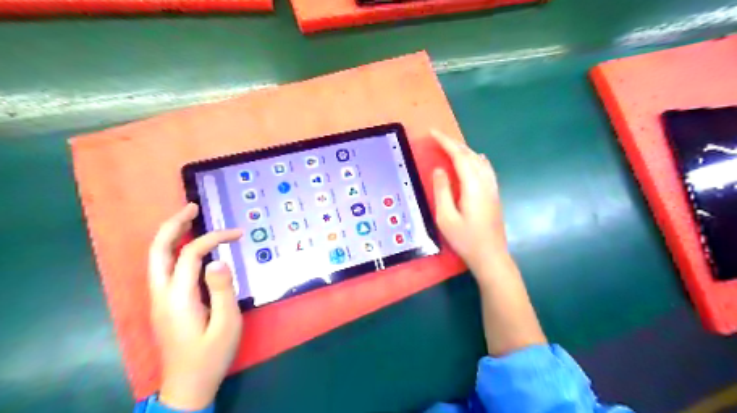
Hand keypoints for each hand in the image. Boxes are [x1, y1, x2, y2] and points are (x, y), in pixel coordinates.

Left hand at [148, 204, 243, 409]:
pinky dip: (174, 250)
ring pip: (156, 258)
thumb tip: (219, 260)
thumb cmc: (211, 355)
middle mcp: (161, 294)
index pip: (191, 254)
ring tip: (190, 219)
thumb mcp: (227, 324)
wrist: (187, 386)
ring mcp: (159, 300)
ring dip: (171, 236)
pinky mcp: (164, 305)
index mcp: (178, 298)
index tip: (238, 234)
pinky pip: (164, 268)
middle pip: (158, 250)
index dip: (214, 238)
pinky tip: (189, 248)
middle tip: (192, 208)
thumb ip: (223, 290)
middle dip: (173, 225)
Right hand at [430, 129, 509, 270]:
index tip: (432, 133)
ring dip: (464, 150)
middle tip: (437, 138)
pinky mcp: (494, 194)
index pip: (459, 156)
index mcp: (473, 186)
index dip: (446, 142)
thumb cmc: (465, 239)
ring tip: (450, 147)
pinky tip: (475, 159)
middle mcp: (485, 182)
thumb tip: (439, 169)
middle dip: (453, 143)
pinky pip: (485, 168)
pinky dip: (476, 159)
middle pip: (470, 155)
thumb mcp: (446, 218)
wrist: (491, 256)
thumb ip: (442, 191)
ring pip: (479, 160)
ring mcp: (492, 188)